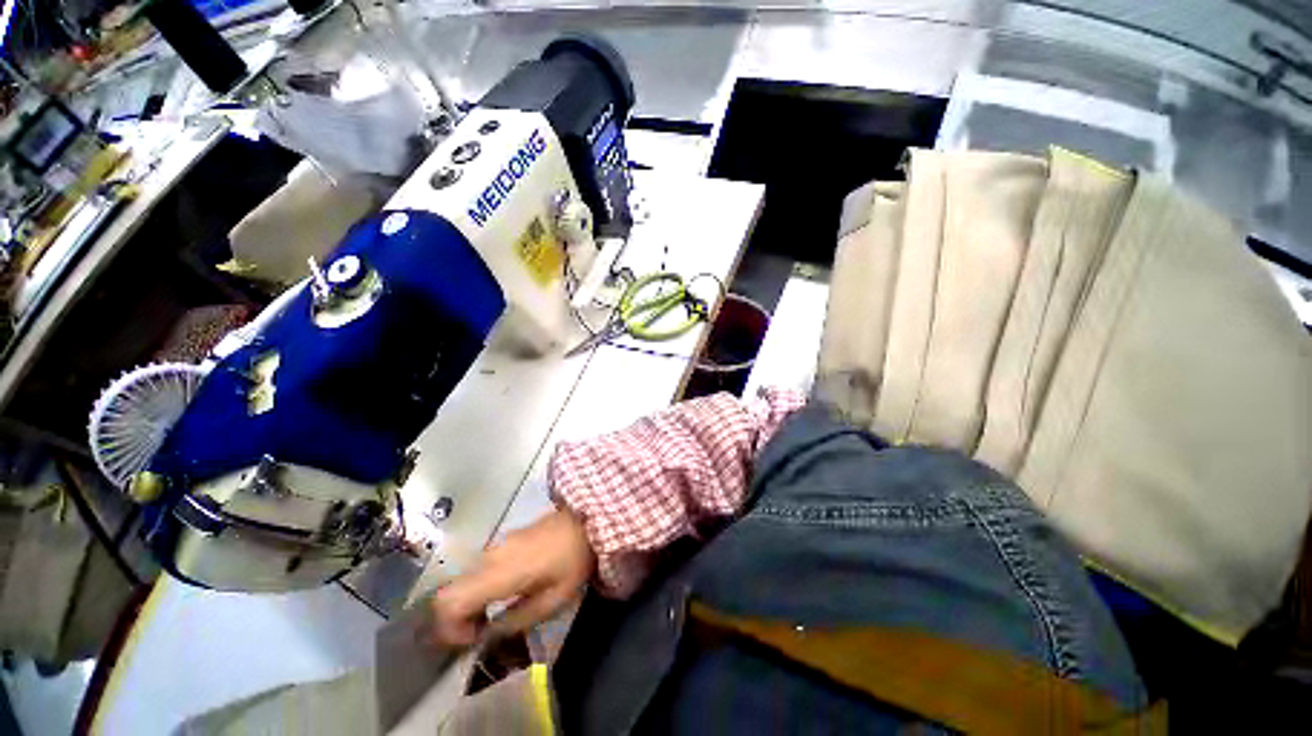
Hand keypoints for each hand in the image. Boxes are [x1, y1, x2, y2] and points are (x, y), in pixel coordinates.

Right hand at [429, 509, 595, 646]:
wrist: (586, 519)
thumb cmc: (573, 560)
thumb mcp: (553, 600)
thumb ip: (516, 621)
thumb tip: (487, 636)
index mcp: (499, 573)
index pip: (449, 601)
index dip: (449, 628)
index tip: (472, 640)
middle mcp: (490, 557)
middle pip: (451, 591)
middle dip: (456, 620)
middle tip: (480, 634)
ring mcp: (496, 545)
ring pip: (463, 580)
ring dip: (468, 604)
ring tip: (491, 619)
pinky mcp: (505, 540)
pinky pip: (478, 568)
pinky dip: (478, 589)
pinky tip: (501, 596)